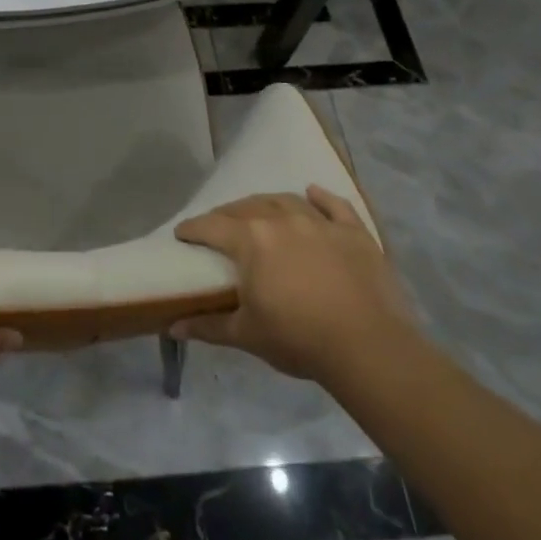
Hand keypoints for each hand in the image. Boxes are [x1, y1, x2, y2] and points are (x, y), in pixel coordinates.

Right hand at [173, 186, 421, 387]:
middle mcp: (281, 220)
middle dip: (226, 215)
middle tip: (217, 227)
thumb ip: (207, 326)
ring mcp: (320, 223)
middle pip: (246, 208)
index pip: (212, 226)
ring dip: (267, 203)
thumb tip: (172, 327)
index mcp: (251, 240)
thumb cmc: (298, 339)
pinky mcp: (354, 233)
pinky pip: (334, 206)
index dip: (193, 229)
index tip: (182, 233)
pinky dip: (321, 197)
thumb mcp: (246, 335)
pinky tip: (312, 191)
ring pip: (285, 201)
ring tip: (259, 212)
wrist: (368, 347)